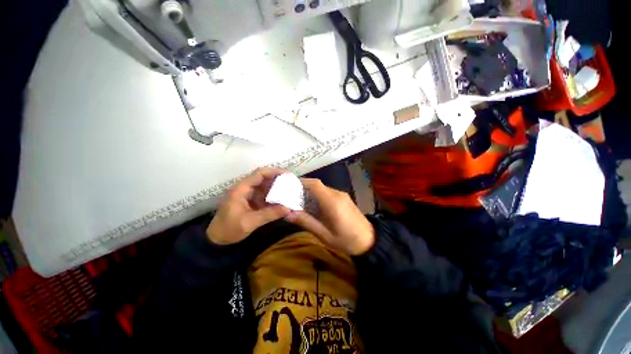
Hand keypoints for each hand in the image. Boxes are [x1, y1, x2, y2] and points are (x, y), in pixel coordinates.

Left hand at [207, 168, 290, 244]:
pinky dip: (273, 196)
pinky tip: (282, 200)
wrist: (216, 240)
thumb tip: (288, 208)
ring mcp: (248, 194)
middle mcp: (245, 188)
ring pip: (265, 186)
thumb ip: (269, 214)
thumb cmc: (229, 229)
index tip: (288, 175)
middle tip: (292, 182)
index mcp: (241, 189)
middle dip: (278, 179)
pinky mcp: (251, 201)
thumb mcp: (249, 222)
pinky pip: (264, 195)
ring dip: (277, 187)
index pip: (259, 174)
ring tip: (290, 190)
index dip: (274, 172)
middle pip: (263, 178)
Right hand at [286, 178, 374, 255]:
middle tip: (291, 197)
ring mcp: (342, 195)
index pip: (315, 185)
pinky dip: (318, 196)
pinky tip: (314, 207)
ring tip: (300, 203)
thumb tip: (288, 214)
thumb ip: (306, 222)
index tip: (289, 186)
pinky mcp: (344, 198)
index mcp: (332, 202)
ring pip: (322, 189)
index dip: (302, 182)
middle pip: (318, 186)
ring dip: (311, 193)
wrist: (370, 240)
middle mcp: (337, 194)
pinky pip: (328, 193)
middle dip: (303, 188)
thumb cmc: (346, 240)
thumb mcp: (324, 235)